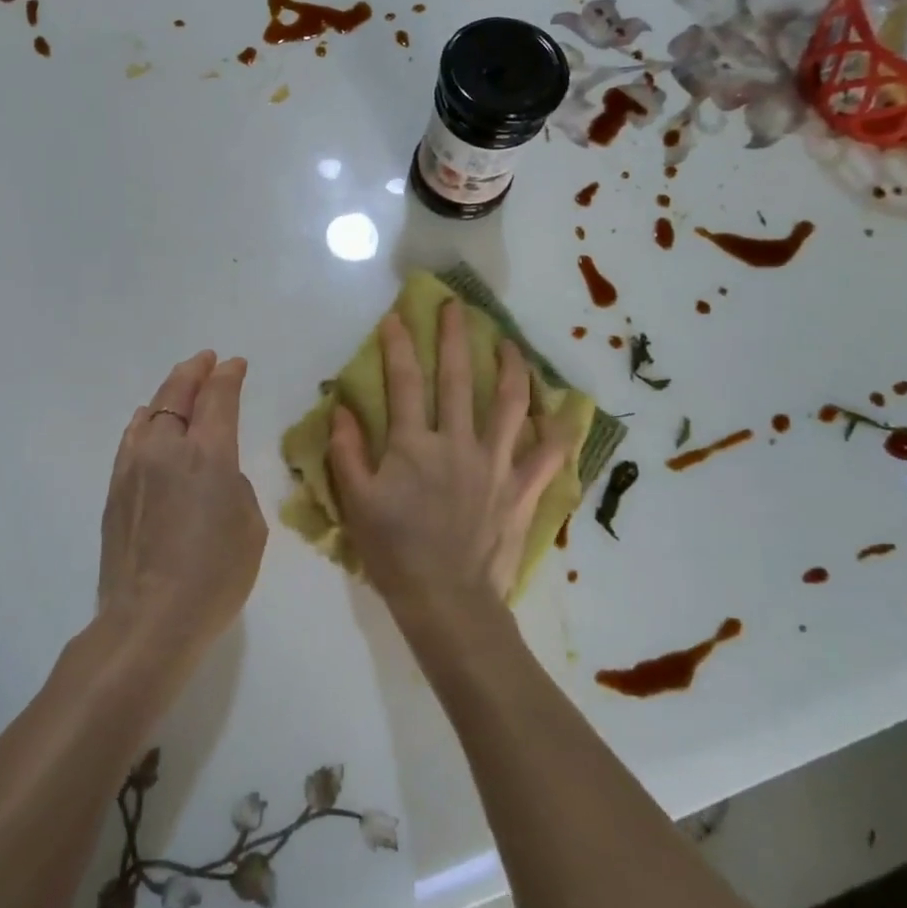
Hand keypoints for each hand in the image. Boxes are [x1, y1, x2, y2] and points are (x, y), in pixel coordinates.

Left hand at [98, 351, 266, 661]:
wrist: (150, 617)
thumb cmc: (215, 575)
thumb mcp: (249, 525)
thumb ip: (234, 484)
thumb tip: (214, 473)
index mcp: (208, 454)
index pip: (218, 397)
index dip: (228, 375)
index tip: (235, 364)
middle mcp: (167, 448)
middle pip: (178, 393)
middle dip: (195, 372)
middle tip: (207, 361)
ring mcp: (134, 466)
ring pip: (150, 412)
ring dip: (168, 393)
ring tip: (179, 387)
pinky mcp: (115, 489)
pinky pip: (132, 439)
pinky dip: (146, 422)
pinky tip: (149, 424)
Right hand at [327, 301, 573, 617]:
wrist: (447, 600)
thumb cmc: (395, 551)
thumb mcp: (357, 502)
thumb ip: (347, 452)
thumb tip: (342, 408)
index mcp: (414, 445)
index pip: (404, 382)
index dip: (399, 346)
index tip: (396, 317)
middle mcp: (457, 442)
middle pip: (458, 379)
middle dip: (455, 337)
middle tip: (456, 307)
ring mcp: (495, 463)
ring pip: (509, 404)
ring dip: (510, 367)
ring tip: (508, 342)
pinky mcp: (521, 488)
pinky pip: (547, 454)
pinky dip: (558, 429)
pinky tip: (564, 408)